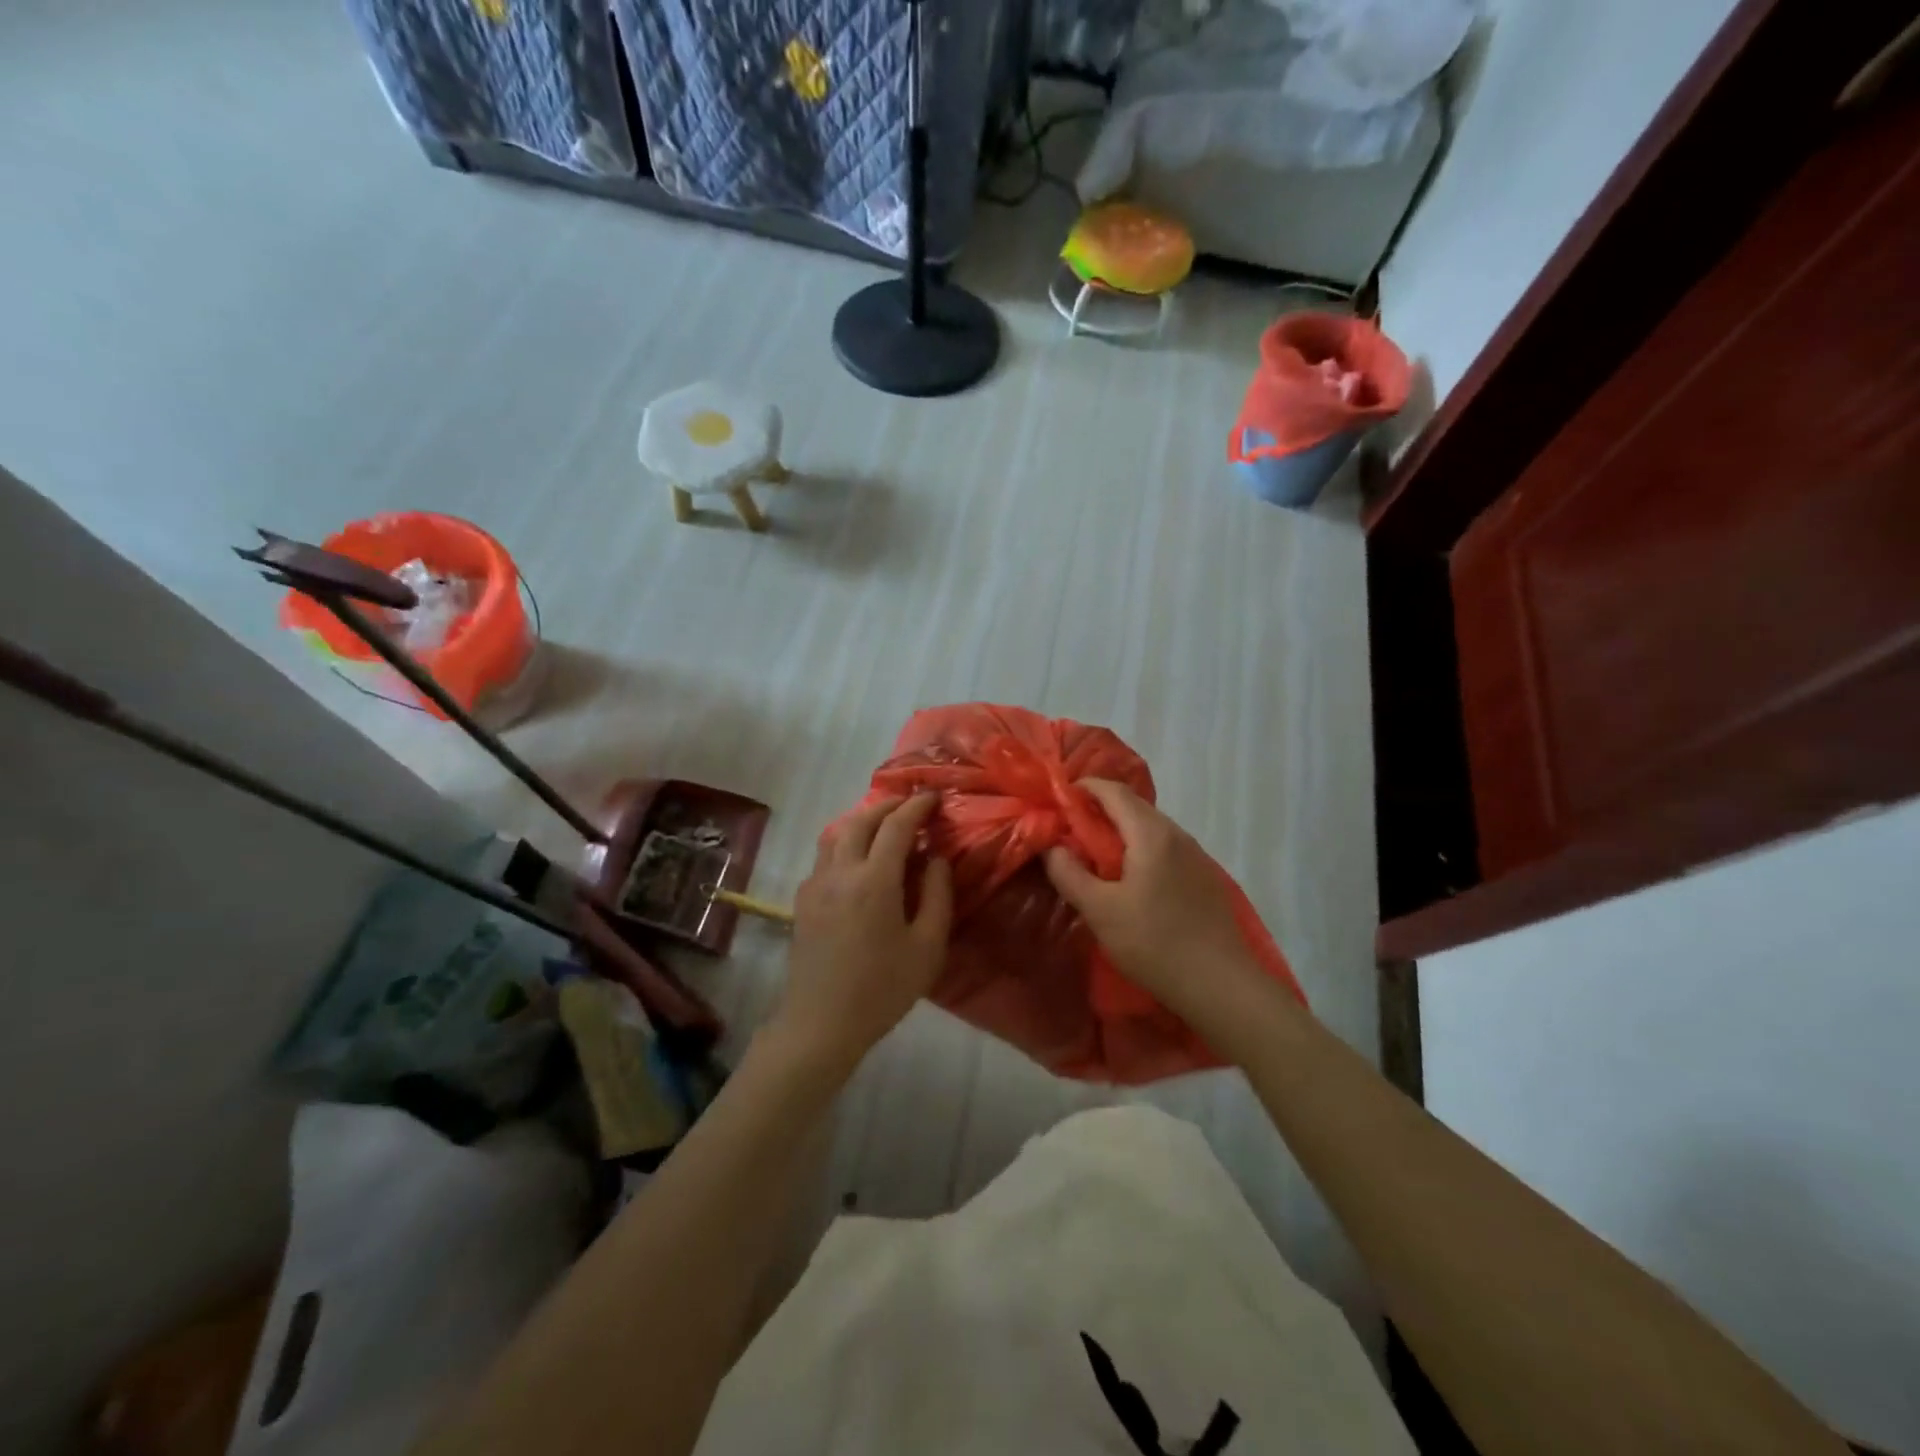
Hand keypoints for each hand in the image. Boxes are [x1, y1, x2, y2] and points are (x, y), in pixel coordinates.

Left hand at [768, 794, 953, 1076]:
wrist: (821, 1023)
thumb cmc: (882, 989)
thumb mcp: (927, 947)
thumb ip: (937, 895)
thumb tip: (936, 859)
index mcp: (874, 880)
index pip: (896, 826)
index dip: (916, 806)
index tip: (933, 797)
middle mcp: (840, 871)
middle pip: (861, 820)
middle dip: (887, 805)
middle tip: (910, 804)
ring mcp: (815, 884)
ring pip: (836, 833)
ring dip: (861, 820)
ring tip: (883, 825)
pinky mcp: (802, 900)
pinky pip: (824, 856)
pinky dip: (844, 842)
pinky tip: (858, 860)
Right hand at [1044, 779, 1269, 1034]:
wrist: (1222, 985)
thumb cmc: (1155, 944)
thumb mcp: (1100, 911)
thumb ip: (1069, 873)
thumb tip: (1051, 846)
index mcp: (1151, 834)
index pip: (1113, 790)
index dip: (1082, 789)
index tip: (1056, 802)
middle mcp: (1176, 834)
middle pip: (1133, 806)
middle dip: (1098, 811)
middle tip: (1069, 832)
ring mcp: (1195, 855)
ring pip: (1149, 828)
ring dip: (1119, 832)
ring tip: (1094, 857)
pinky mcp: (1203, 877)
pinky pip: (1164, 848)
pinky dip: (1139, 850)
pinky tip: (1129, 881)